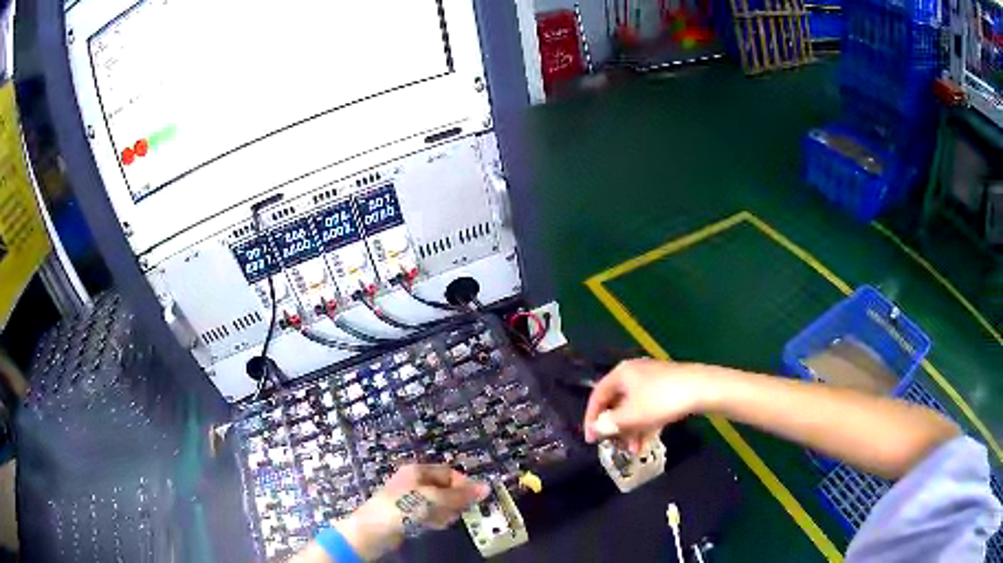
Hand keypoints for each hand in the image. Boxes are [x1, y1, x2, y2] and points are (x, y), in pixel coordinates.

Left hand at [336, 464, 489, 559]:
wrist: (374, 530)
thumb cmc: (404, 508)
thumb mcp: (435, 499)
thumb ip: (461, 495)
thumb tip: (487, 487)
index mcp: (418, 470)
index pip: (450, 473)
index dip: (463, 485)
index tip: (473, 500)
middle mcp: (415, 481)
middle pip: (445, 488)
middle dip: (453, 501)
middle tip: (453, 513)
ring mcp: (410, 498)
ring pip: (439, 503)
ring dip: (445, 512)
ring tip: (440, 521)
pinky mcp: (408, 514)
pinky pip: (429, 514)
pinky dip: (435, 519)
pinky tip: (432, 526)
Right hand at [583, 359, 712, 452]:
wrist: (702, 389)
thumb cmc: (661, 400)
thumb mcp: (631, 415)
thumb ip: (610, 423)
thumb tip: (596, 427)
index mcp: (621, 374)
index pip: (597, 396)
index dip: (591, 418)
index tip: (591, 440)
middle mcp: (634, 374)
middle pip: (616, 403)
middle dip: (615, 427)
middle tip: (613, 445)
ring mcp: (652, 380)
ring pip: (633, 408)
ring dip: (630, 430)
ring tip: (633, 450)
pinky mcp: (666, 388)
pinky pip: (648, 408)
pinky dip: (644, 425)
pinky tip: (645, 443)